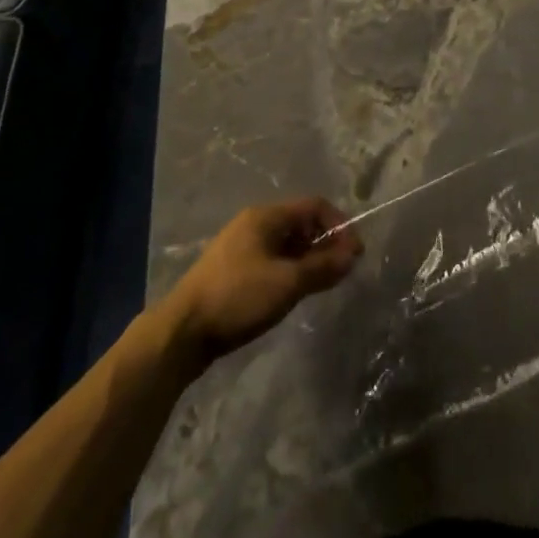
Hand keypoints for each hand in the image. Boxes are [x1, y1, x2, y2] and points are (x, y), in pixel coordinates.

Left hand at [164, 199, 362, 365]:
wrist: (183, 331)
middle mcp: (254, 224)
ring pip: (288, 244)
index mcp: (266, 217)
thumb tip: (353, 254)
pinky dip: (293, 270)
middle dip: (326, 243)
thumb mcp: (287, 283)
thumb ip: (322, 267)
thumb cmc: (238, 297)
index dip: (339, 225)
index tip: (356, 253)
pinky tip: (298, 291)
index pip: (314, 206)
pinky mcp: (235, 271)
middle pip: (301, 223)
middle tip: (344, 270)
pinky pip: (274, 260)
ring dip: (310, 258)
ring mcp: (242, 248)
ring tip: (325, 282)